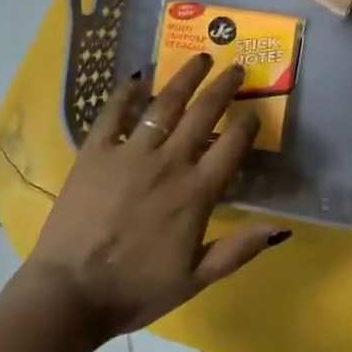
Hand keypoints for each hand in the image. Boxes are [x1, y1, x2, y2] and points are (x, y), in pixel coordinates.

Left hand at [25, 54, 288, 339]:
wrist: (71, 292)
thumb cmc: (137, 289)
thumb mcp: (196, 279)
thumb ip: (238, 250)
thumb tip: (280, 227)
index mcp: (196, 193)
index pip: (232, 146)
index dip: (247, 124)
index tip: (254, 110)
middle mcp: (169, 162)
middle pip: (203, 114)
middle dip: (223, 87)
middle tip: (235, 67)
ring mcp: (130, 153)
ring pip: (164, 104)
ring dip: (185, 78)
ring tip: (199, 59)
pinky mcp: (95, 152)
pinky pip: (114, 113)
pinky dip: (127, 93)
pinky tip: (138, 78)